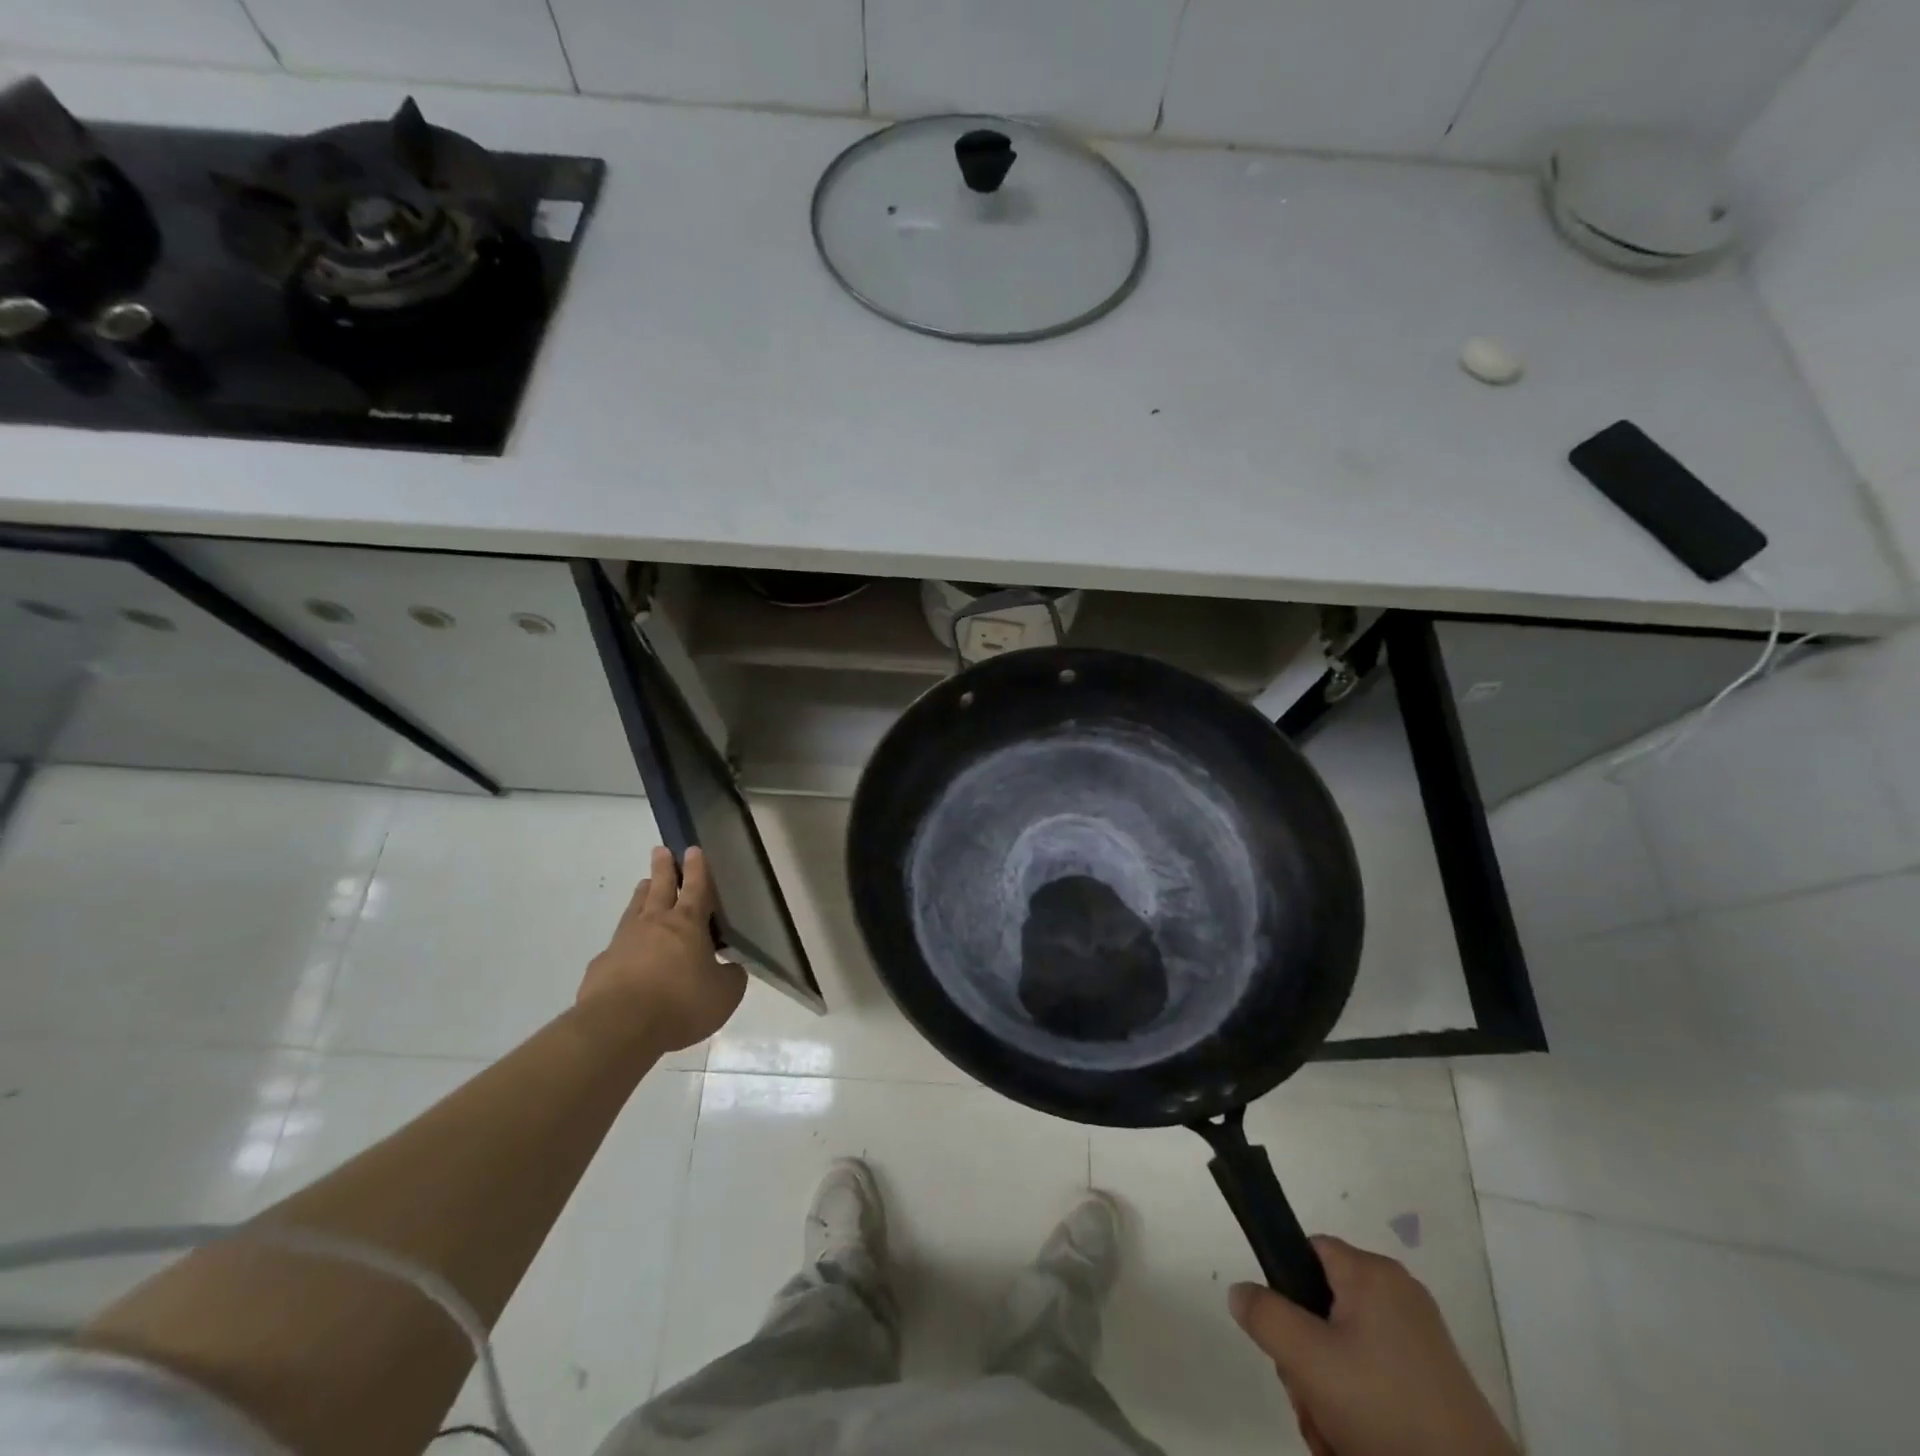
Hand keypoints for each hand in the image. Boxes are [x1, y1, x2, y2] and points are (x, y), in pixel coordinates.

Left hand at [578, 847, 745, 1051]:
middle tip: (660, 850)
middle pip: (660, 888)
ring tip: (644, 885)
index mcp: (688, 925)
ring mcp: (624, 942)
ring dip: (642, 895)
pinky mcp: (601, 966)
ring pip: (635, 909)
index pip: (696, 889)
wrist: (620, 1026)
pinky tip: (624, 949)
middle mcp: (654, 924)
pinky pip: (616, 946)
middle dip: (663, 868)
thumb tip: (731, 968)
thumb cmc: (681, 1003)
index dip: (697, 869)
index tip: (693, 849)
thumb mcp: (724, 994)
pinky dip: (624, 941)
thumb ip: (731, 977)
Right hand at [1229, 1236, 1518, 1455]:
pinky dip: (1359, 1412)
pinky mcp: (1436, 1387)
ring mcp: (1422, 1344)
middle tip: (1310, 1398)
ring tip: (1335, 1435)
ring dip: (1328, 1393)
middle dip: (1305, 1358)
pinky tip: (1356, 1446)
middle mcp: (1399, 1296)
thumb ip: (1265, 1315)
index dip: (1286, 1286)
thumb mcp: (1307, 1359)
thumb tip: (1241, 1291)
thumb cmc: (1385, 1409)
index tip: (1283, 1335)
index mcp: (1373, 1273)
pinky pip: (1375, 1381)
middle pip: (1323, 1308)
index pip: (1308, 1250)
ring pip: (1345, 1352)